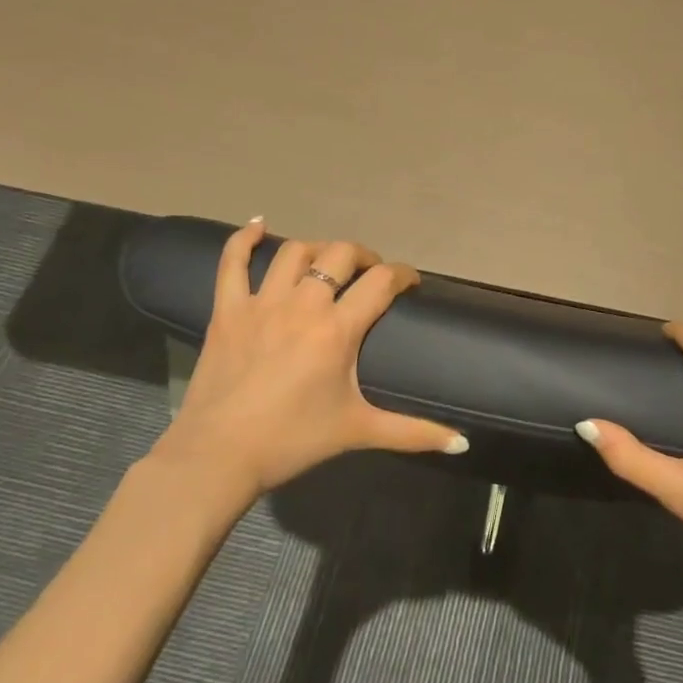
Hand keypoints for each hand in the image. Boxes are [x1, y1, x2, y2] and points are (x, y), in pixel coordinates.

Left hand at [148, 219, 466, 500]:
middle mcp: (303, 305)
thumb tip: (463, 444)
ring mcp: (261, 303)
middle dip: (363, 257)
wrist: (220, 456)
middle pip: (340, 255)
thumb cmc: (294, 441)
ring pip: (294, 252)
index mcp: (338, 329)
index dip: (403, 274)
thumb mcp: (360, 432)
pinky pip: (231, 262)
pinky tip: (258, 226)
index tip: (411, 282)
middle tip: (370, 274)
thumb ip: (414, 433)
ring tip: (328, 263)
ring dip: (318, 250)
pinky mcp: (227, 310)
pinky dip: (244, 239)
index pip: (382, 281)